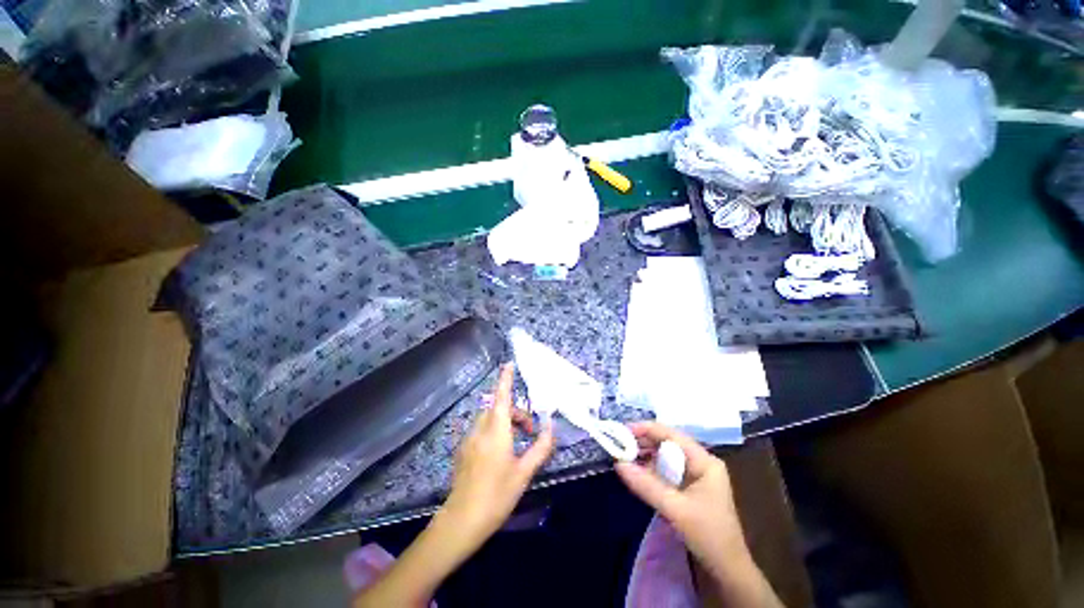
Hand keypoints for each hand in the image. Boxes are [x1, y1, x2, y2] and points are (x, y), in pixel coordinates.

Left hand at [440, 363, 554, 551]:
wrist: (462, 521)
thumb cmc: (497, 495)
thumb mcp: (524, 472)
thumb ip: (540, 447)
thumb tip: (551, 427)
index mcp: (496, 432)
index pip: (501, 397)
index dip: (505, 379)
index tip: (509, 364)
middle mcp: (480, 430)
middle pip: (498, 407)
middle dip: (516, 412)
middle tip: (530, 431)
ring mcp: (469, 440)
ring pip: (489, 418)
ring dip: (505, 421)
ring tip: (517, 442)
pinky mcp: (463, 450)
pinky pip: (481, 429)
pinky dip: (494, 429)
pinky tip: (500, 452)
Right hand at [614, 422, 747, 576]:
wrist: (728, 572)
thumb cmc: (709, 536)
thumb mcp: (676, 509)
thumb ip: (646, 485)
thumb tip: (618, 463)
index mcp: (705, 461)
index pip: (672, 435)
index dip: (647, 429)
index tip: (623, 429)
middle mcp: (700, 463)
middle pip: (668, 443)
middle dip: (644, 442)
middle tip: (619, 443)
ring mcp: (695, 476)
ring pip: (665, 457)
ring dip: (645, 455)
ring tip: (623, 455)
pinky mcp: (688, 488)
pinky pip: (666, 471)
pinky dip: (650, 469)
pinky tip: (636, 471)